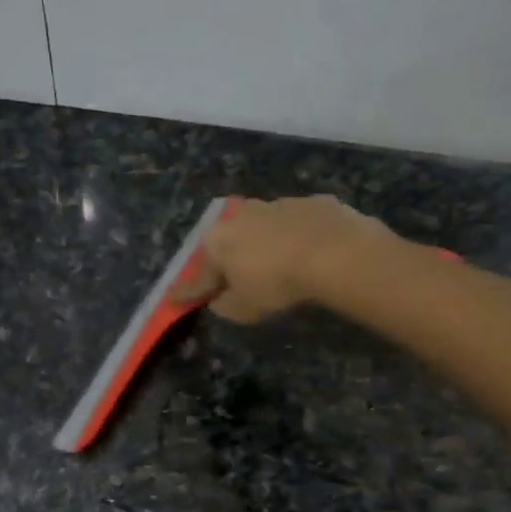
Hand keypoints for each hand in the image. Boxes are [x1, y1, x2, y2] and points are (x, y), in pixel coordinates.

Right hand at [177, 195, 394, 322]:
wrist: (335, 250)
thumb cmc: (277, 283)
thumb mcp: (243, 308)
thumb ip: (224, 305)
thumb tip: (219, 299)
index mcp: (217, 241)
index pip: (198, 274)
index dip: (187, 291)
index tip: (175, 299)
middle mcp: (240, 216)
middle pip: (227, 242)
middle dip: (226, 259)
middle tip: (230, 277)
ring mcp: (276, 204)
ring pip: (261, 228)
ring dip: (262, 243)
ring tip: (273, 263)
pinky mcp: (311, 203)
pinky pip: (295, 224)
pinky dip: (294, 237)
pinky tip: (307, 253)